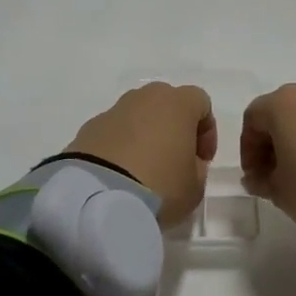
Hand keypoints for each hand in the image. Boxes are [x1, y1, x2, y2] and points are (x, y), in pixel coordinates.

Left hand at [65, 84, 216, 228]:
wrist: (98, 197)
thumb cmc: (160, 186)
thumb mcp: (194, 187)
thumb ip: (196, 168)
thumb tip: (185, 161)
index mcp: (177, 104)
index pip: (200, 102)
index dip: (206, 130)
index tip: (202, 159)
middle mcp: (144, 98)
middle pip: (166, 103)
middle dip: (173, 127)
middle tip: (174, 159)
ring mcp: (113, 111)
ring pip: (137, 116)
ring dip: (144, 135)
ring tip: (143, 169)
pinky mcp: (88, 129)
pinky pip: (113, 133)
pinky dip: (119, 147)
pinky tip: (119, 174)